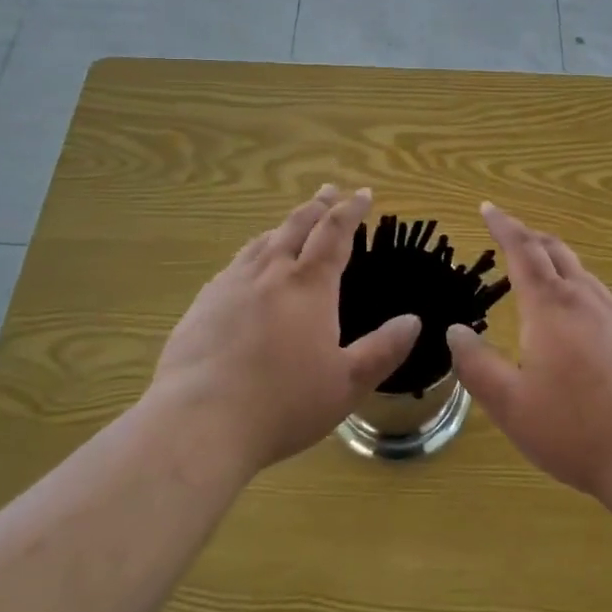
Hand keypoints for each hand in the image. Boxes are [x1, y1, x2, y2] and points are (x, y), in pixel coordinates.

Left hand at [150, 186, 419, 473]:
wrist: (198, 421)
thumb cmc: (282, 404)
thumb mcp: (346, 384)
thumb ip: (383, 350)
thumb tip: (413, 321)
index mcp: (309, 285)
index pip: (335, 233)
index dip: (351, 210)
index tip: (363, 194)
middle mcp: (271, 272)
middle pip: (297, 225)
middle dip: (318, 205)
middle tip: (330, 190)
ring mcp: (232, 284)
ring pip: (263, 240)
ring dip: (284, 224)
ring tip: (293, 222)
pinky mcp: (203, 303)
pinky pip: (235, 263)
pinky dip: (253, 252)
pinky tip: (248, 265)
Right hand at [446, 202, 611, 503]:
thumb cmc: (576, 430)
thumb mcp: (512, 405)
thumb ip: (477, 366)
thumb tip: (455, 331)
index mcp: (550, 308)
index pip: (523, 250)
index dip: (503, 226)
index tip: (488, 208)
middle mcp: (585, 300)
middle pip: (556, 252)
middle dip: (530, 237)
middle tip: (510, 234)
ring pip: (582, 272)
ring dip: (557, 261)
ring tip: (541, 272)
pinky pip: (602, 297)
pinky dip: (580, 288)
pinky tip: (581, 317)